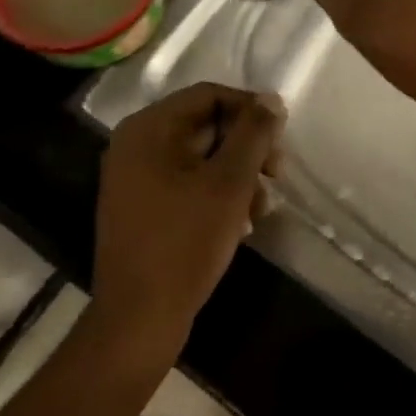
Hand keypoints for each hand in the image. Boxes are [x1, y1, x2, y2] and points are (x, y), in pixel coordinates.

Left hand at [95, 83, 284, 356]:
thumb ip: (254, 134)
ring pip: (200, 157)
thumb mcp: (230, 182)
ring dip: (237, 175)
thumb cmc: (186, 241)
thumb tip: (271, 99)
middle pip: (205, 125)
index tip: (281, 138)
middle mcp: (135, 144)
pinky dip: (216, 194)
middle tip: (277, 174)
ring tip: (261, 208)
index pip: (210, 96)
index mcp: (149, 128)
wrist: (139, 319)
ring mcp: (134, 178)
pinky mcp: (140, 207)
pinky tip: (241, 224)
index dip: (251, 110)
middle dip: (247, 148)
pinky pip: (186, 183)